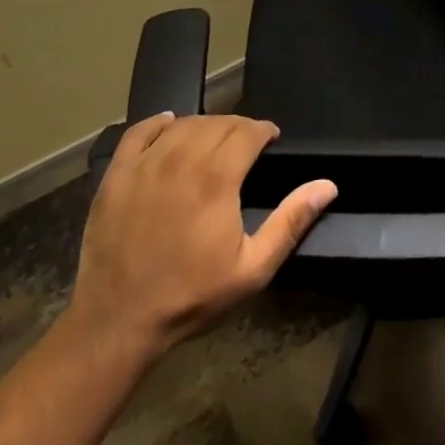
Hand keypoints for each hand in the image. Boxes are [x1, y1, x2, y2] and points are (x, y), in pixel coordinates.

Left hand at [63, 114, 336, 362]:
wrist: (117, 321)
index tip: (271, 139)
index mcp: (217, 178)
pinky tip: (169, 125)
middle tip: (247, 145)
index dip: (264, 130)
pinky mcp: (117, 173)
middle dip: (239, 127)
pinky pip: (140, 131)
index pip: (247, 131)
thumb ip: (290, 222)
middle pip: (218, 123)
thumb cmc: (191, 296)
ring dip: (205, 125)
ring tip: (214, 140)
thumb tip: (327, 185)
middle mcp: (182, 158)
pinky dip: (158, 123)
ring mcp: (146, 163)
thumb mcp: (252, 269)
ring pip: (183, 124)